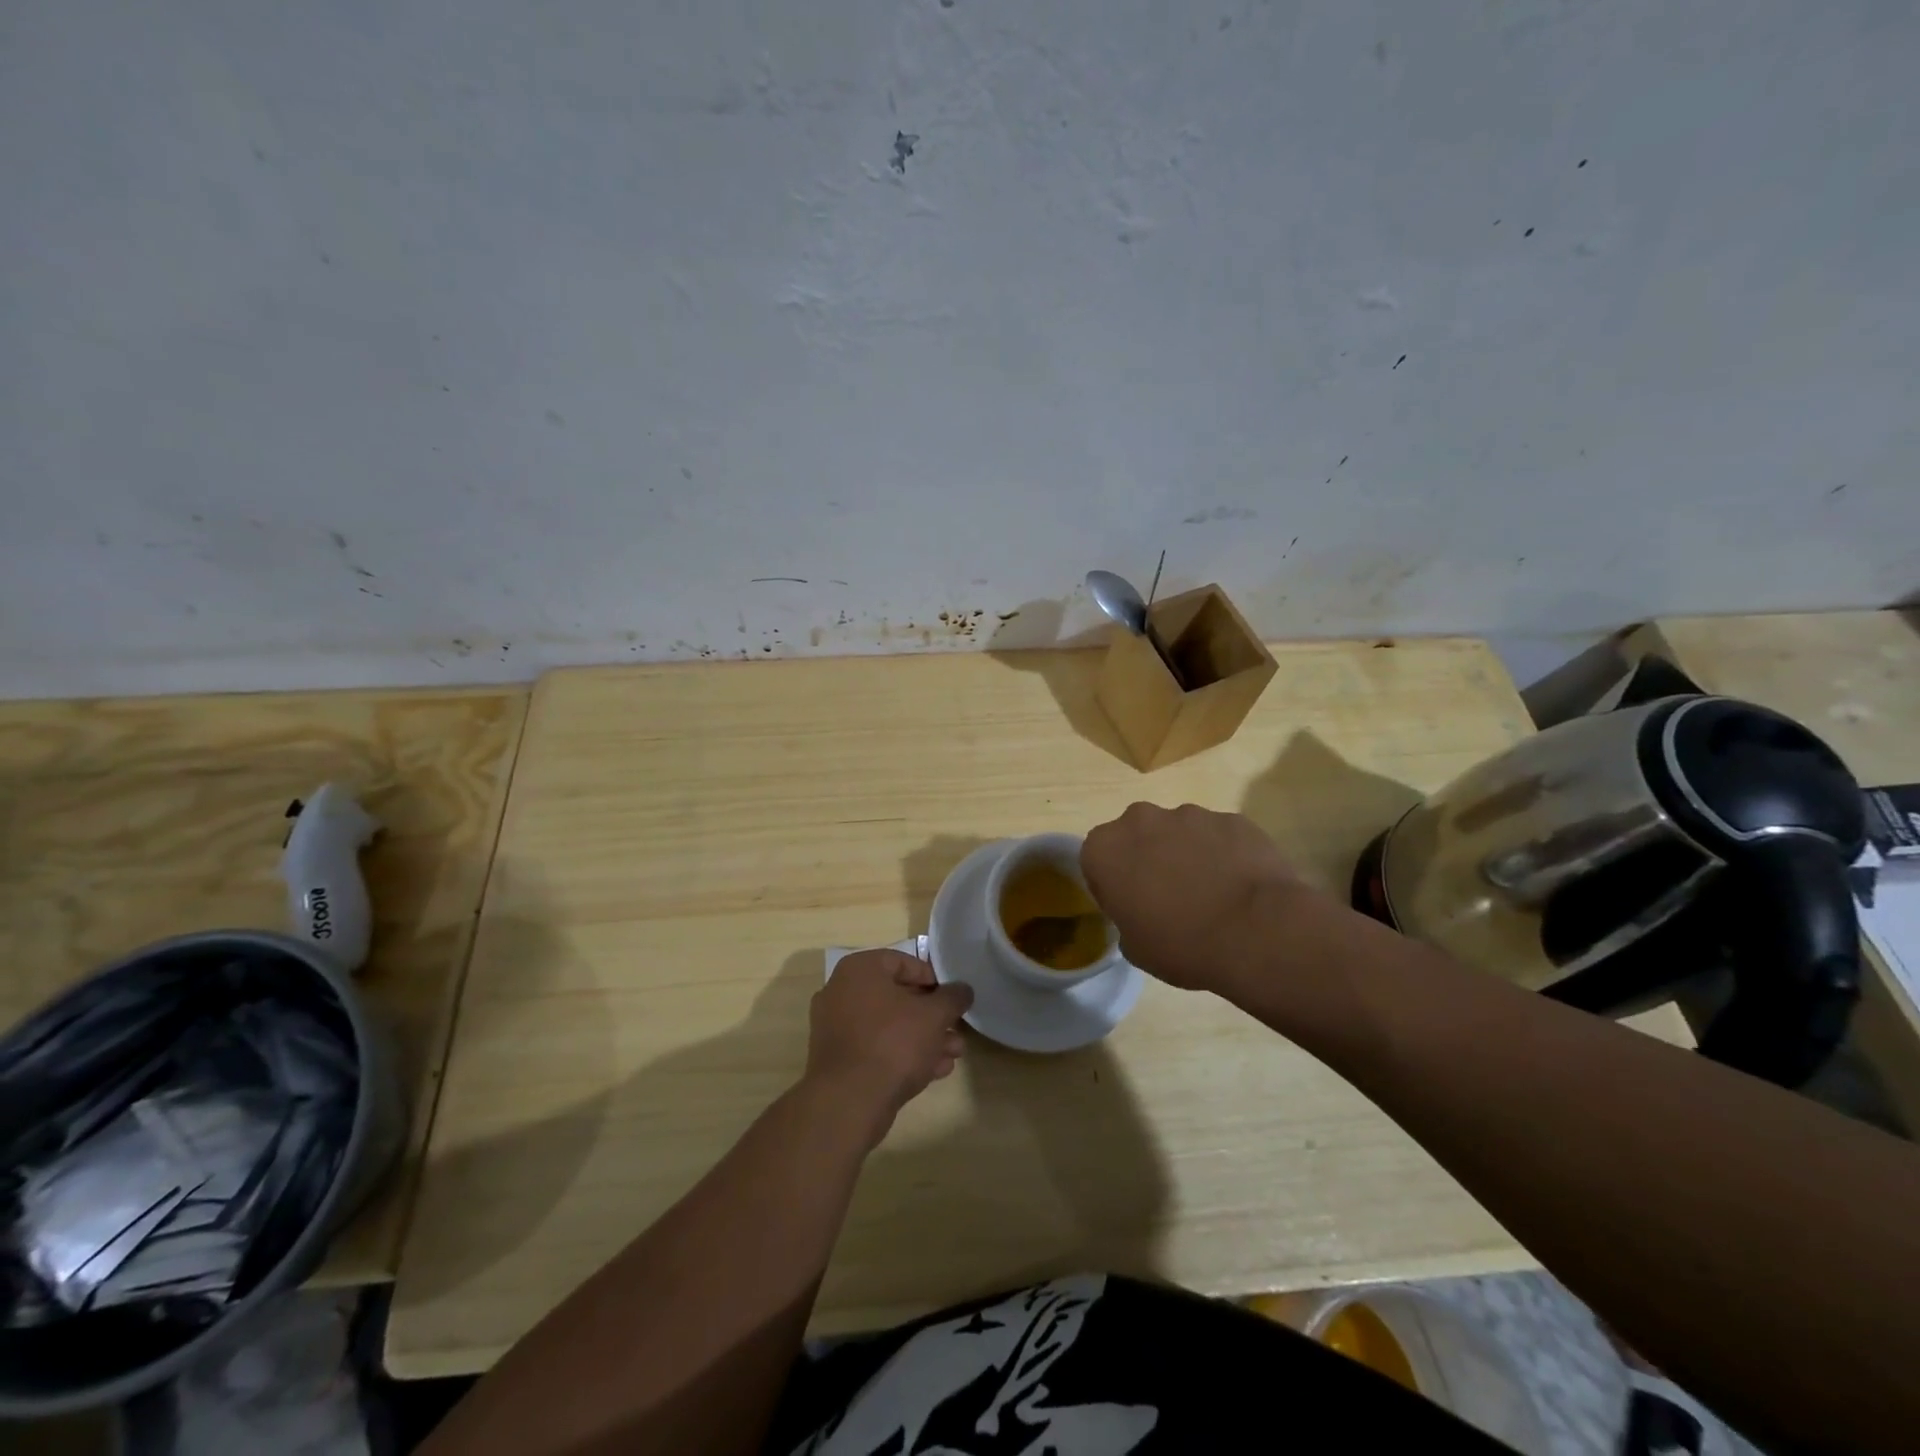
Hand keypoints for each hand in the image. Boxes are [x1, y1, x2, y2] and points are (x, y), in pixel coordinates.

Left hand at [805, 950, 973, 1146]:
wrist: (849, 1102)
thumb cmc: (893, 1043)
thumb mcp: (934, 1015)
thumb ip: (953, 997)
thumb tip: (963, 989)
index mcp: (859, 970)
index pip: (903, 962)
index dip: (933, 979)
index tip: (952, 998)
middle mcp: (841, 992)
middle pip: (897, 997)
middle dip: (932, 1015)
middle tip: (956, 1029)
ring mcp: (836, 1027)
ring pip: (889, 1025)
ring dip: (923, 1037)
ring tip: (953, 1053)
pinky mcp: (838, 1060)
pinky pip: (876, 1047)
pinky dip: (903, 1054)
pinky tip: (934, 1070)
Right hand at [1081, 803, 1307, 993]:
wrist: (1257, 932)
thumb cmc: (1182, 944)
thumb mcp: (1135, 948)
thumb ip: (1127, 918)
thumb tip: (1143, 912)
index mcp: (1105, 848)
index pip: (1096, 860)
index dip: (1112, 884)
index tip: (1130, 907)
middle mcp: (1140, 819)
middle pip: (1136, 835)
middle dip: (1147, 857)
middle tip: (1168, 897)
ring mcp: (1190, 814)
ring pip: (1179, 831)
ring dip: (1186, 853)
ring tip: (1211, 893)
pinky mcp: (1231, 818)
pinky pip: (1218, 836)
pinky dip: (1223, 854)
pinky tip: (1238, 885)